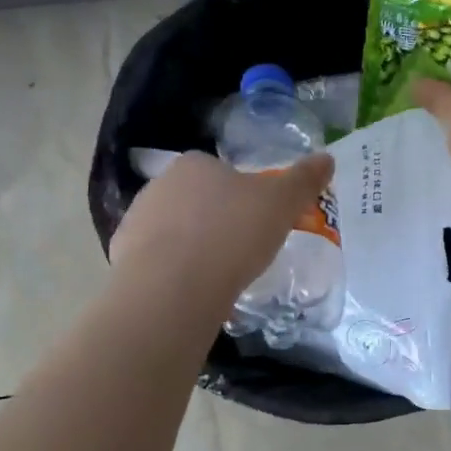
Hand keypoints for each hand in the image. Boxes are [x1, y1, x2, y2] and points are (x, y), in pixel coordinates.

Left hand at [109, 150, 334, 311]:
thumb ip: (304, 179)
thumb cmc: (232, 234)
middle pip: (197, 200)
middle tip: (243, 250)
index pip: (222, 172)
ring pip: (176, 231)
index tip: (259, 221)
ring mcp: (136, 221)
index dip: (243, 195)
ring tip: (220, 277)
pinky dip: (175, 273)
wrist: (173, 287)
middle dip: (217, 221)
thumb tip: (327, 157)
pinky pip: (158, 262)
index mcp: (195, 164)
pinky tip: (194, 292)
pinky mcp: (123, 258)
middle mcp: (160, 185)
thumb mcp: (282, 203)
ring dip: (195, 248)